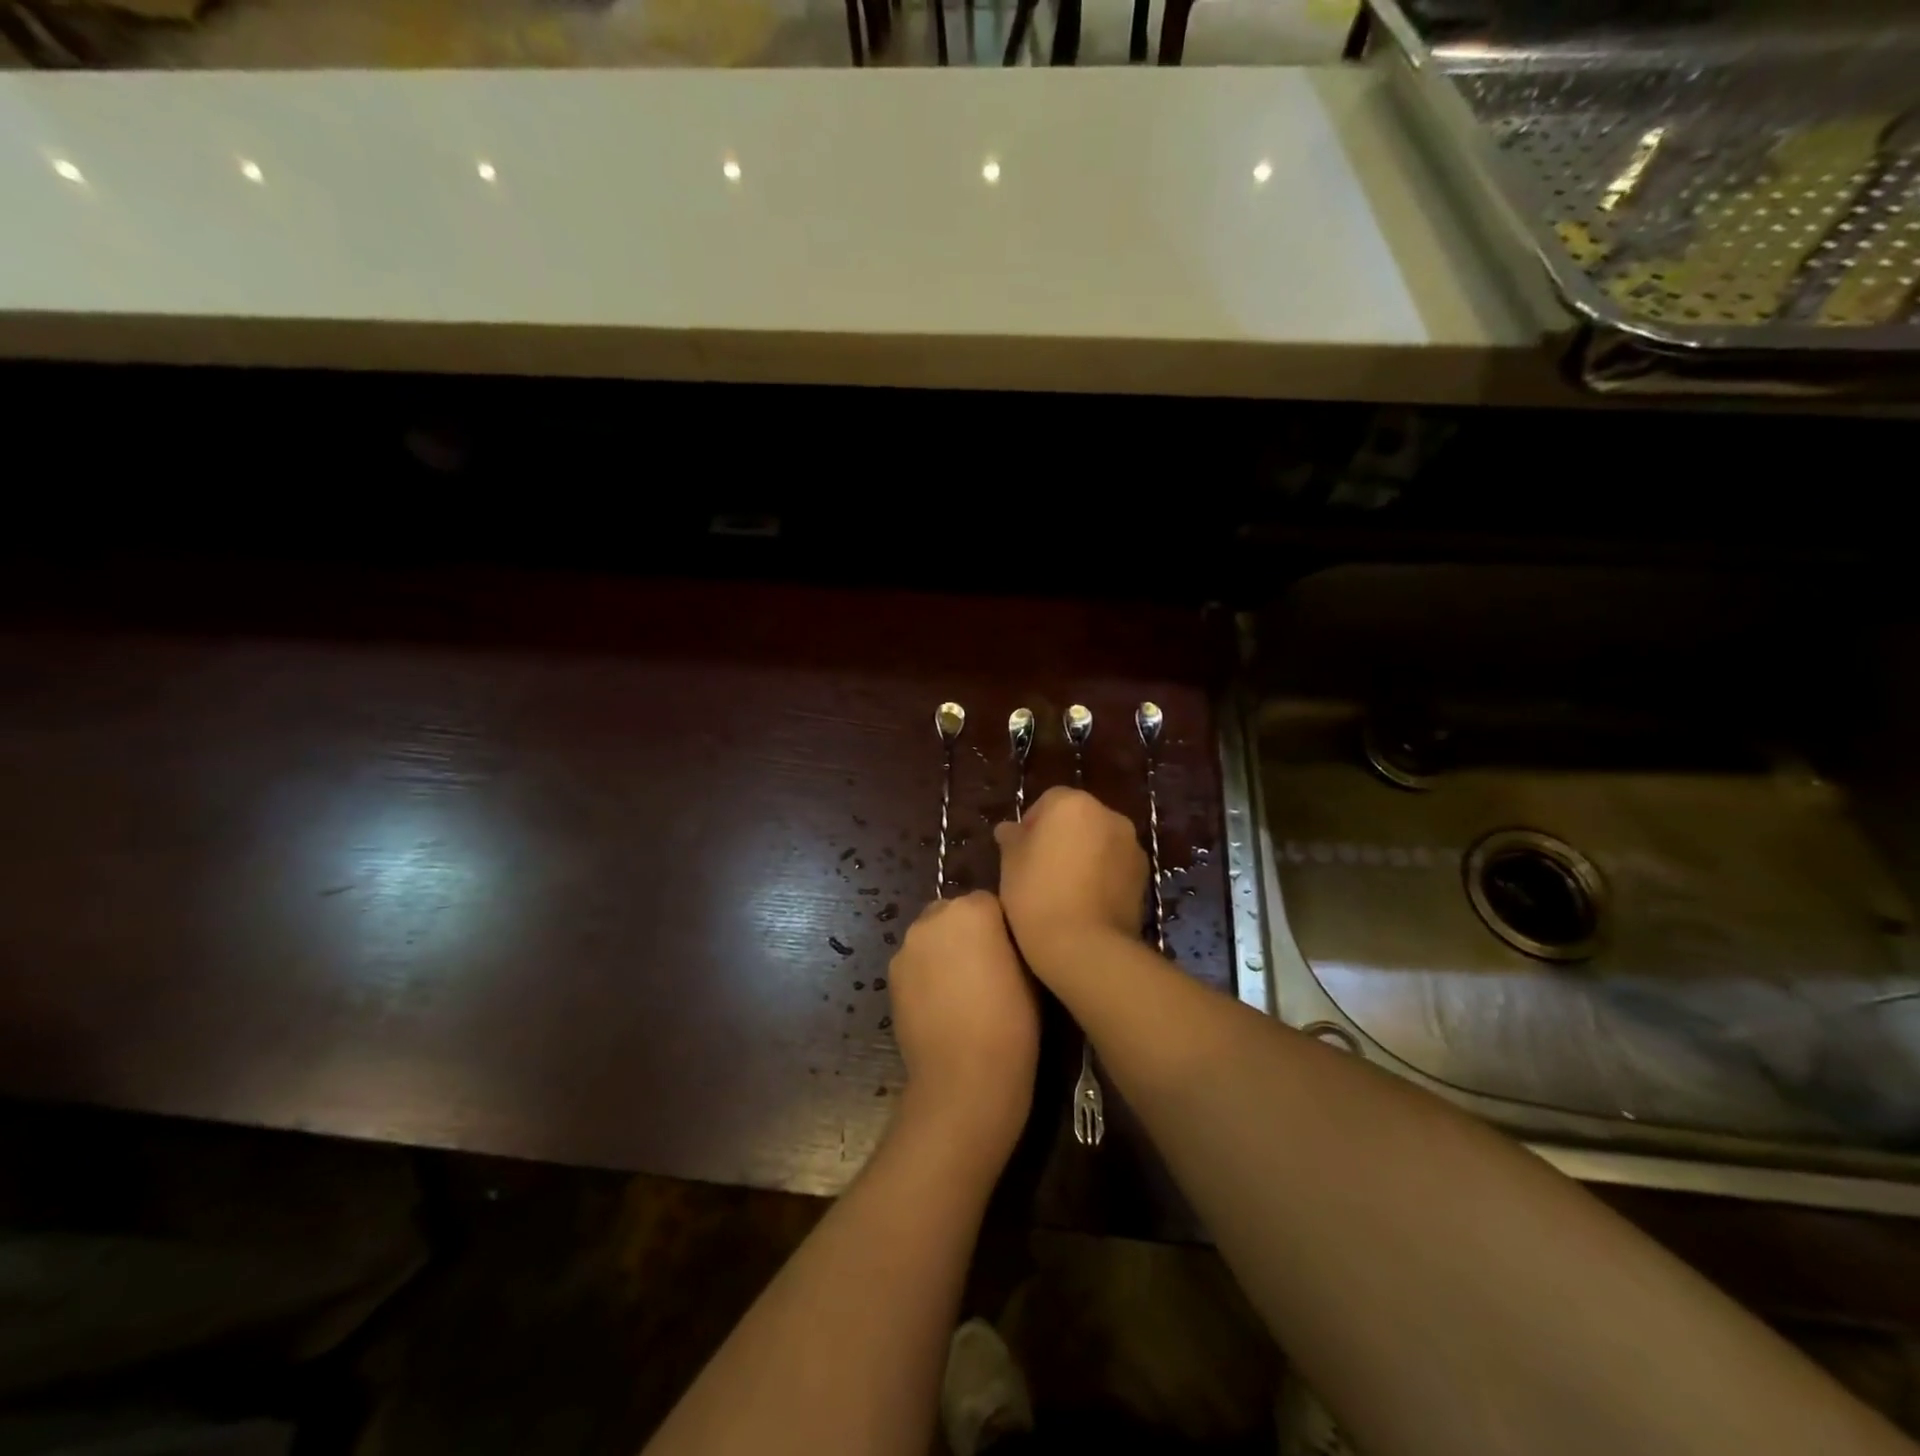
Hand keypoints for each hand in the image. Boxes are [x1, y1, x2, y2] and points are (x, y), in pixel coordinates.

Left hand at [887, 891, 1038, 1163]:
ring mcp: (907, 946)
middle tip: (987, 967)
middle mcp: (934, 917)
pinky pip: (915, 962)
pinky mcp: (891, 975)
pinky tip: (941, 1004)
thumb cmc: (1012, 1023)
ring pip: (930, 936)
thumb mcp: (1029, 971)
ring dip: (944, 950)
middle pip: (953, 912)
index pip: (989, 902)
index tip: (1011, 952)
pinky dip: (926, 973)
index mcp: (973, 909)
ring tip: (963, 988)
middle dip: (968, 931)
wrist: (964, 1077)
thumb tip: (1003, 937)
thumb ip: (1010, 939)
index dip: (1001, 927)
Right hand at [992, 786, 1146, 979]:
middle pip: (1078, 819)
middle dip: (1061, 838)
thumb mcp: (1010, 864)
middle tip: (1039, 871)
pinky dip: (1102, 875)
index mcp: (1073, 803)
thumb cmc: (1037, 895)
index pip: (1047, 801)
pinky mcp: (1144, 875)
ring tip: (1064, 889)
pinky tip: (1085, 902)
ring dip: (1084, 855)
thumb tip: (1011, 829)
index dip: (1031, 826)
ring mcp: (1131, 845)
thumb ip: (1012, 838)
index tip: (1020, 854)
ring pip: (1099, 841)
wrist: (1086, 947)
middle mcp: (1108, 815)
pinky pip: (1115, 865)